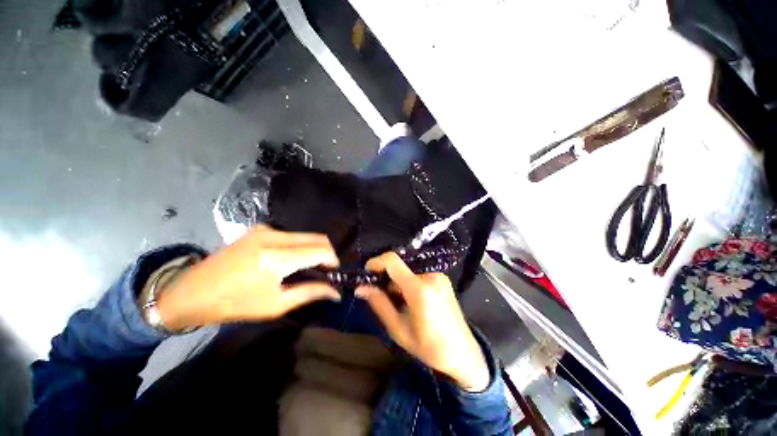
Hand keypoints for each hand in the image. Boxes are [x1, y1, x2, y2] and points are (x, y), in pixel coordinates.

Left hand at [157, 225, 340, 330]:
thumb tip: (336, 291)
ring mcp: (266, 229)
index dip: (333, 260)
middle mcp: (275, 236)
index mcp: (278, 257)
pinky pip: (292, 234)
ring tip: (308, 266)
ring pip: (306, 235)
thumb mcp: (276, 304)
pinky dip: (300, 245)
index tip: (335, 272)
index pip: (321, 250)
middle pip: (317, 238)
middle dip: (327, 253)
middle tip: (325, 270)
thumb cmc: (235, 303)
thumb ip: (310, 292)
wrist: (192, 291)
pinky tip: (291, 259)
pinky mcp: (260, 228)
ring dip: (313, 249)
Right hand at [356, 252, 489, 391]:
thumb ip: (379, 304)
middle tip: (379, 293)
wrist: (463, 353)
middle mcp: (430, 275)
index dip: (376, 262)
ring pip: (408, 269)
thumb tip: (361, 288)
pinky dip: (408, 281)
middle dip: (386, 275)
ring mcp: (438, 275)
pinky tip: (409, 298)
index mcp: (419, 289)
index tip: (366, 273)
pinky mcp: (442, 277)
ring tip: (397, 300)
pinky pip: (418, 273)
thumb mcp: (398, 329)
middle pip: (400, 265)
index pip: (393, 260)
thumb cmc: (429, 347)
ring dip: (397, 280)